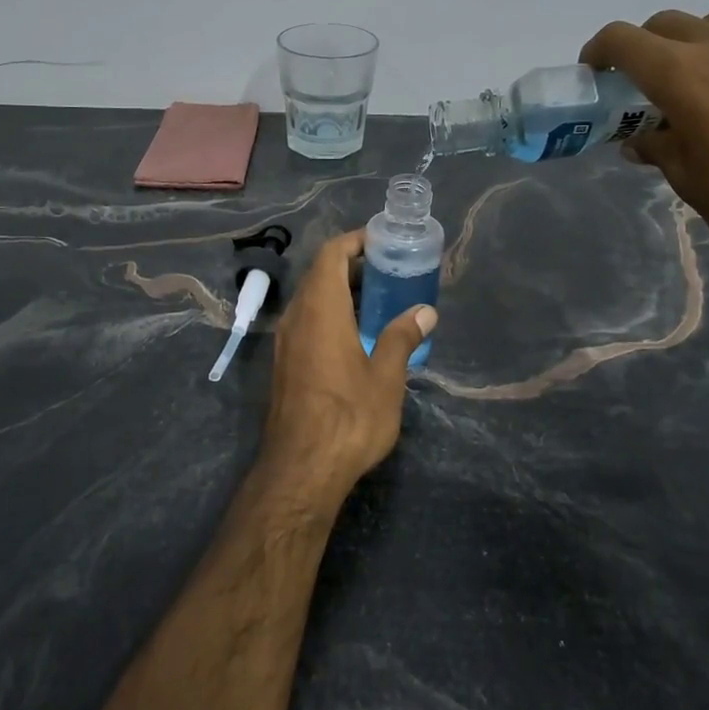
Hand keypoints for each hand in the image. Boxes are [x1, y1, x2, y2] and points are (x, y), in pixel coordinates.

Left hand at [260, 231, 435, 510]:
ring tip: (379, 301)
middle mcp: (296, 316)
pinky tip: (356, 336)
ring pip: (311, 299)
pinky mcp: (284, 363)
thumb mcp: (386, 377)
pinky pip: (306, 322)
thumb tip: (424, 312)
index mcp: (320, 309)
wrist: (300, 468)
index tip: (382, 241)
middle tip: (389, 271)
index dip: (355, 241)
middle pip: (320, 274)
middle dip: (352, 266)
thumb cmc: (348, 417)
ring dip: (341, 292)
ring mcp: (285, 341)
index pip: (331, 254)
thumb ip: (402, 338)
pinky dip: (330, 315)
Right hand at [580, 9, 708, 271]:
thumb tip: (641, 140)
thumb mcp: (687, 179)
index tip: (597, 73)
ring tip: (706, 78)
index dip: (599, 51)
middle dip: (645, 49)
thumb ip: (657, 148)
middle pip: (664, 24)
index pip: (620, 39)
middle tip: (648, 85)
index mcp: (679, 74)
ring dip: (697, 42)